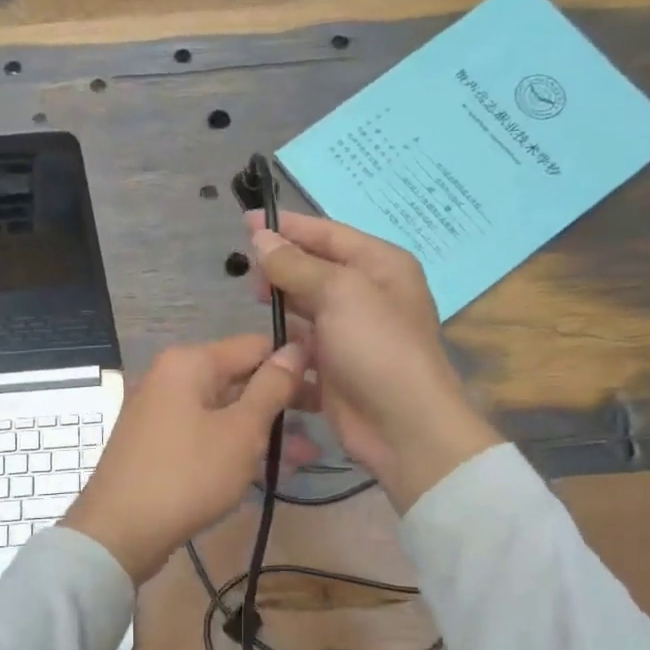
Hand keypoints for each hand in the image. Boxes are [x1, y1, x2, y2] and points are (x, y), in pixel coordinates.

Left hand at [63, 335, 308, 582]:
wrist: (119, 532)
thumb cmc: (188, 475)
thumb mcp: (241, 431)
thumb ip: (272, 387)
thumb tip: (296, 348)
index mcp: (190, 362)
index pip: (256, 346)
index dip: (295, 363)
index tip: (330, 386)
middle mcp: (172, 377)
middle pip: (240, 377)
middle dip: (282, 402)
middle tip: (323, 423)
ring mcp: (162, 411)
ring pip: (226, 410)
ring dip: (265, 430)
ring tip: (308, 457)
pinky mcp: (159, 443)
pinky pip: (207, 433)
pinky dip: (236, 445)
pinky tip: (270, 468)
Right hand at [248, 211, 500, 511]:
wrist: (404, 427)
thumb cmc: (377, 347)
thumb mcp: (339, 293)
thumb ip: (296, 265)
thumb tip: (261, 237)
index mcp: (380, 266)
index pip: (327, 234)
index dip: (287, 227)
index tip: (245, 222)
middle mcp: (368, 296)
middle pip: (315, 272)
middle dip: (281, 270)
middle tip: (247, 276)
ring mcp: (351, 337)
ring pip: (305, 313)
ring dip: (280, 310)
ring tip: (252, 307)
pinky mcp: (335, 373)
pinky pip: (302, 353)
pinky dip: (284, 351)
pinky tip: (262, 350)